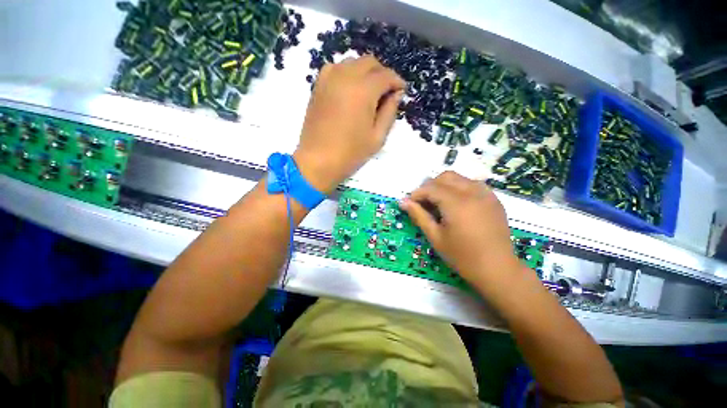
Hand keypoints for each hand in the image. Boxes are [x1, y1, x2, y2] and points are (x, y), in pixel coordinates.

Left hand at [293, 55, 404, 193]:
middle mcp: (346, 77)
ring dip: (364, 72)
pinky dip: (347, 73)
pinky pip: (335, 69)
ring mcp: (328, 79)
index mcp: (363, 90)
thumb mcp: (377, 137)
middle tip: (386, 92)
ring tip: (369, 91)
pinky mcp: (318, 87)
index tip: (401, 91)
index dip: (397, 82)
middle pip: (369, 62)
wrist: (318, 161)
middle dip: (382, 73)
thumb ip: (389, 112)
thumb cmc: (351, 153)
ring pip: (352, 62)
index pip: (385, 76)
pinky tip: (350, 89)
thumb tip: (396, 94)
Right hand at [400, 171, 519, 287]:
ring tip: (439, 203)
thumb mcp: (436, 237)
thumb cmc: (463, 256)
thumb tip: (403, 202)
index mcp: (457, 203)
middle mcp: (472, 192)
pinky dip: (459, 188)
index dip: (417, 194)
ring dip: (444, 185)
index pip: (431, 188)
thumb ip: (419, 216)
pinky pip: (472, 184)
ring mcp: (486, 194)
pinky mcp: (493, 199)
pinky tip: (456, 204)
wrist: (498, 269)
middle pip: (445, 177)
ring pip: (459, 178)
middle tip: (424, 203)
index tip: (410, 204)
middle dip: (430, 186)